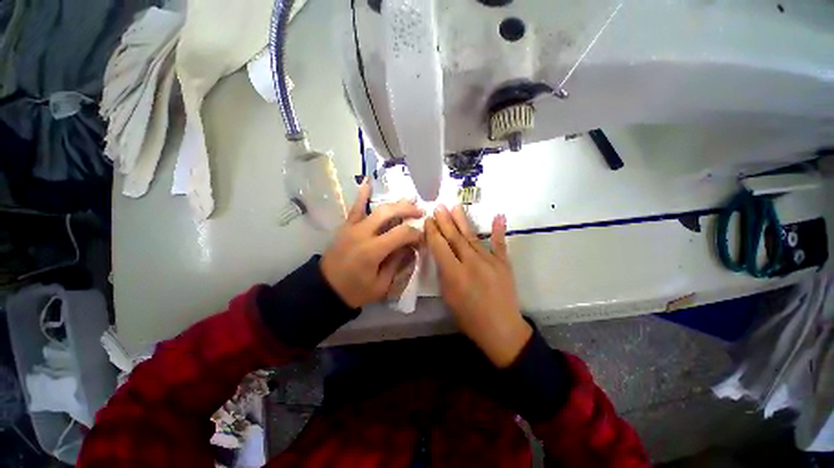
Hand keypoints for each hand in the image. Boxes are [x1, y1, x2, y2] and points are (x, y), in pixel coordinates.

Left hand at [321, 179, 422, 307]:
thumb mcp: (381, 285)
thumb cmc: (355, 291)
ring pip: (376, 208)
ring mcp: (352, 227)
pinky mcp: (346, 226)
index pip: (401, 233)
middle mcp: (363, 234)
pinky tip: (368, 182)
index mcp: (373, 251)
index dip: (415, 233)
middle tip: (420, 211)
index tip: (423, 237)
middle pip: (389, 213)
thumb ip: (397, 263)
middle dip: (408, 210)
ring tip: (409, 199)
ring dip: (394, 203)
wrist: (325, 289)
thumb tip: (410, 247)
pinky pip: (355, 208)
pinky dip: (362, 195)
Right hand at [426, 205, 531, 367]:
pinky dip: (499, 230)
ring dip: (462, 221)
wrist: (501, 329)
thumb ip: (444, 273)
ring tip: (455, 207)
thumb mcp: (449, 298)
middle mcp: (471, 263)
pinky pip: (500, 244)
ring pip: (472, 236)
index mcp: (455, 274)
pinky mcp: (504, 263)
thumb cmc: (469, 317)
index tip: (428, 220)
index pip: (440, 246)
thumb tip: (442, 255)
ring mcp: (490, 261)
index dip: (433, 232)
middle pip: (455, 238)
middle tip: (438, 207)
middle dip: (445, 221)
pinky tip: (498, 215)